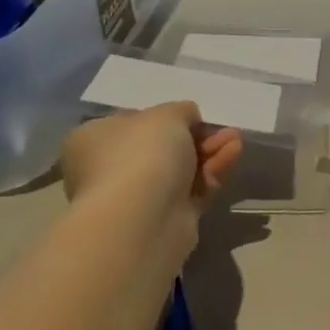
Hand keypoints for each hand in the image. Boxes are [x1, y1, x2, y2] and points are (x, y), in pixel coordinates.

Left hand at [60, 102, 243, 219]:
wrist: (143, 218)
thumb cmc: (142, 154)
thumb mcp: (167, 114)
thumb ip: (181, 110)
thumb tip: (187, 119)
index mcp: (93, 140)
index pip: (133, 123)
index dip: (167, 118)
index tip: (194, 116)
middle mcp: (109, 169)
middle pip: (162, 147)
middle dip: (198, 136)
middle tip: (224, 130)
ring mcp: (136, 196)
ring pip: (181, 169)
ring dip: (210, 152)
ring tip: (236, 141)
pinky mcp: (164, 217)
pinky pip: (192, 189)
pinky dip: (213, 172)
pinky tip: (232, 156)